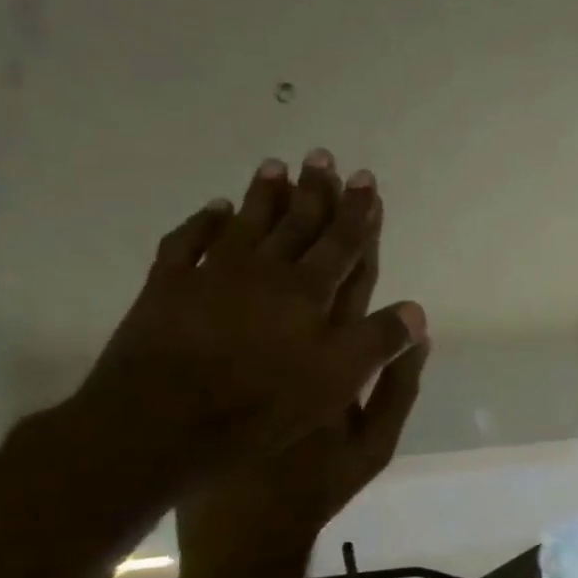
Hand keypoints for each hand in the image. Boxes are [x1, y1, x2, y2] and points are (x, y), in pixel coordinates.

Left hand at [72, 150, 423, 489]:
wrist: (162, 421)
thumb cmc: (262, 404)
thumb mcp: (338, 381)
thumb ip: (379, 341)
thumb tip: (416, 310)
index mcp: (309, 293)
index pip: (342, 244)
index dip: (357, 212)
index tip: (365, 179)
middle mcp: (264, 272)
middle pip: (296, 224)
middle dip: (314, 192)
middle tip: (322, 156)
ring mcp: (212, 276)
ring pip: (245, 224)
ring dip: (263, 196)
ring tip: (276, 166)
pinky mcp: (168, 289)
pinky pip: (188, 242)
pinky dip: (202, 222)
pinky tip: (213, 209)